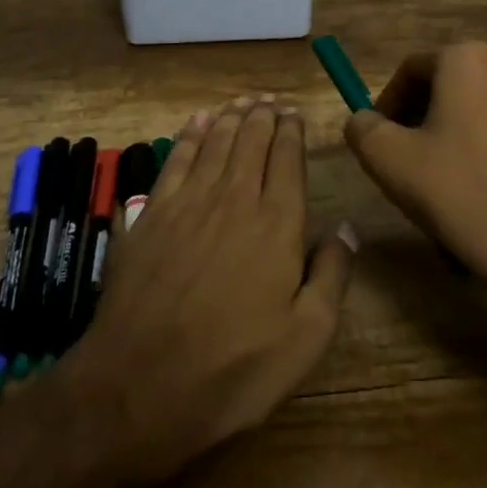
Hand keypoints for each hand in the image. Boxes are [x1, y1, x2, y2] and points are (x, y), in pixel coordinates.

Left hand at [63, 97, 357, 473]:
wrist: (139, 387)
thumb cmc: (234, 369)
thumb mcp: (306, 338)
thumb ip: (331, 275)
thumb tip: (346, 229)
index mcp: (276, 223)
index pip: (287, 159)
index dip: (292, 131)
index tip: (296, 113)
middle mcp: (234, 199)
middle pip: (251, 141)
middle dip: (264, 116)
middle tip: (271, 100)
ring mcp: (187, 203)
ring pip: (215, 143)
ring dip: (231, 117)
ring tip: (243, 101)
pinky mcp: (150, 214)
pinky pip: (175, 159)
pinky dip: (189, 135)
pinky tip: (197, 122)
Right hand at [344, 43, 486, 307]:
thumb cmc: (456, 190)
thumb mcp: (387, 158)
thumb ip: (362, 127)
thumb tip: (363, 121)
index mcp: (467, 59)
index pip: (410, 71)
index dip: (385, 104)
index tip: (376, 140)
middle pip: (441, 85)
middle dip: (415, 118)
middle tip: (400, 159)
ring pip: (469, 107)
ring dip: (444, 133)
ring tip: (433, 177)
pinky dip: (474, 145)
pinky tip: (468, 185)